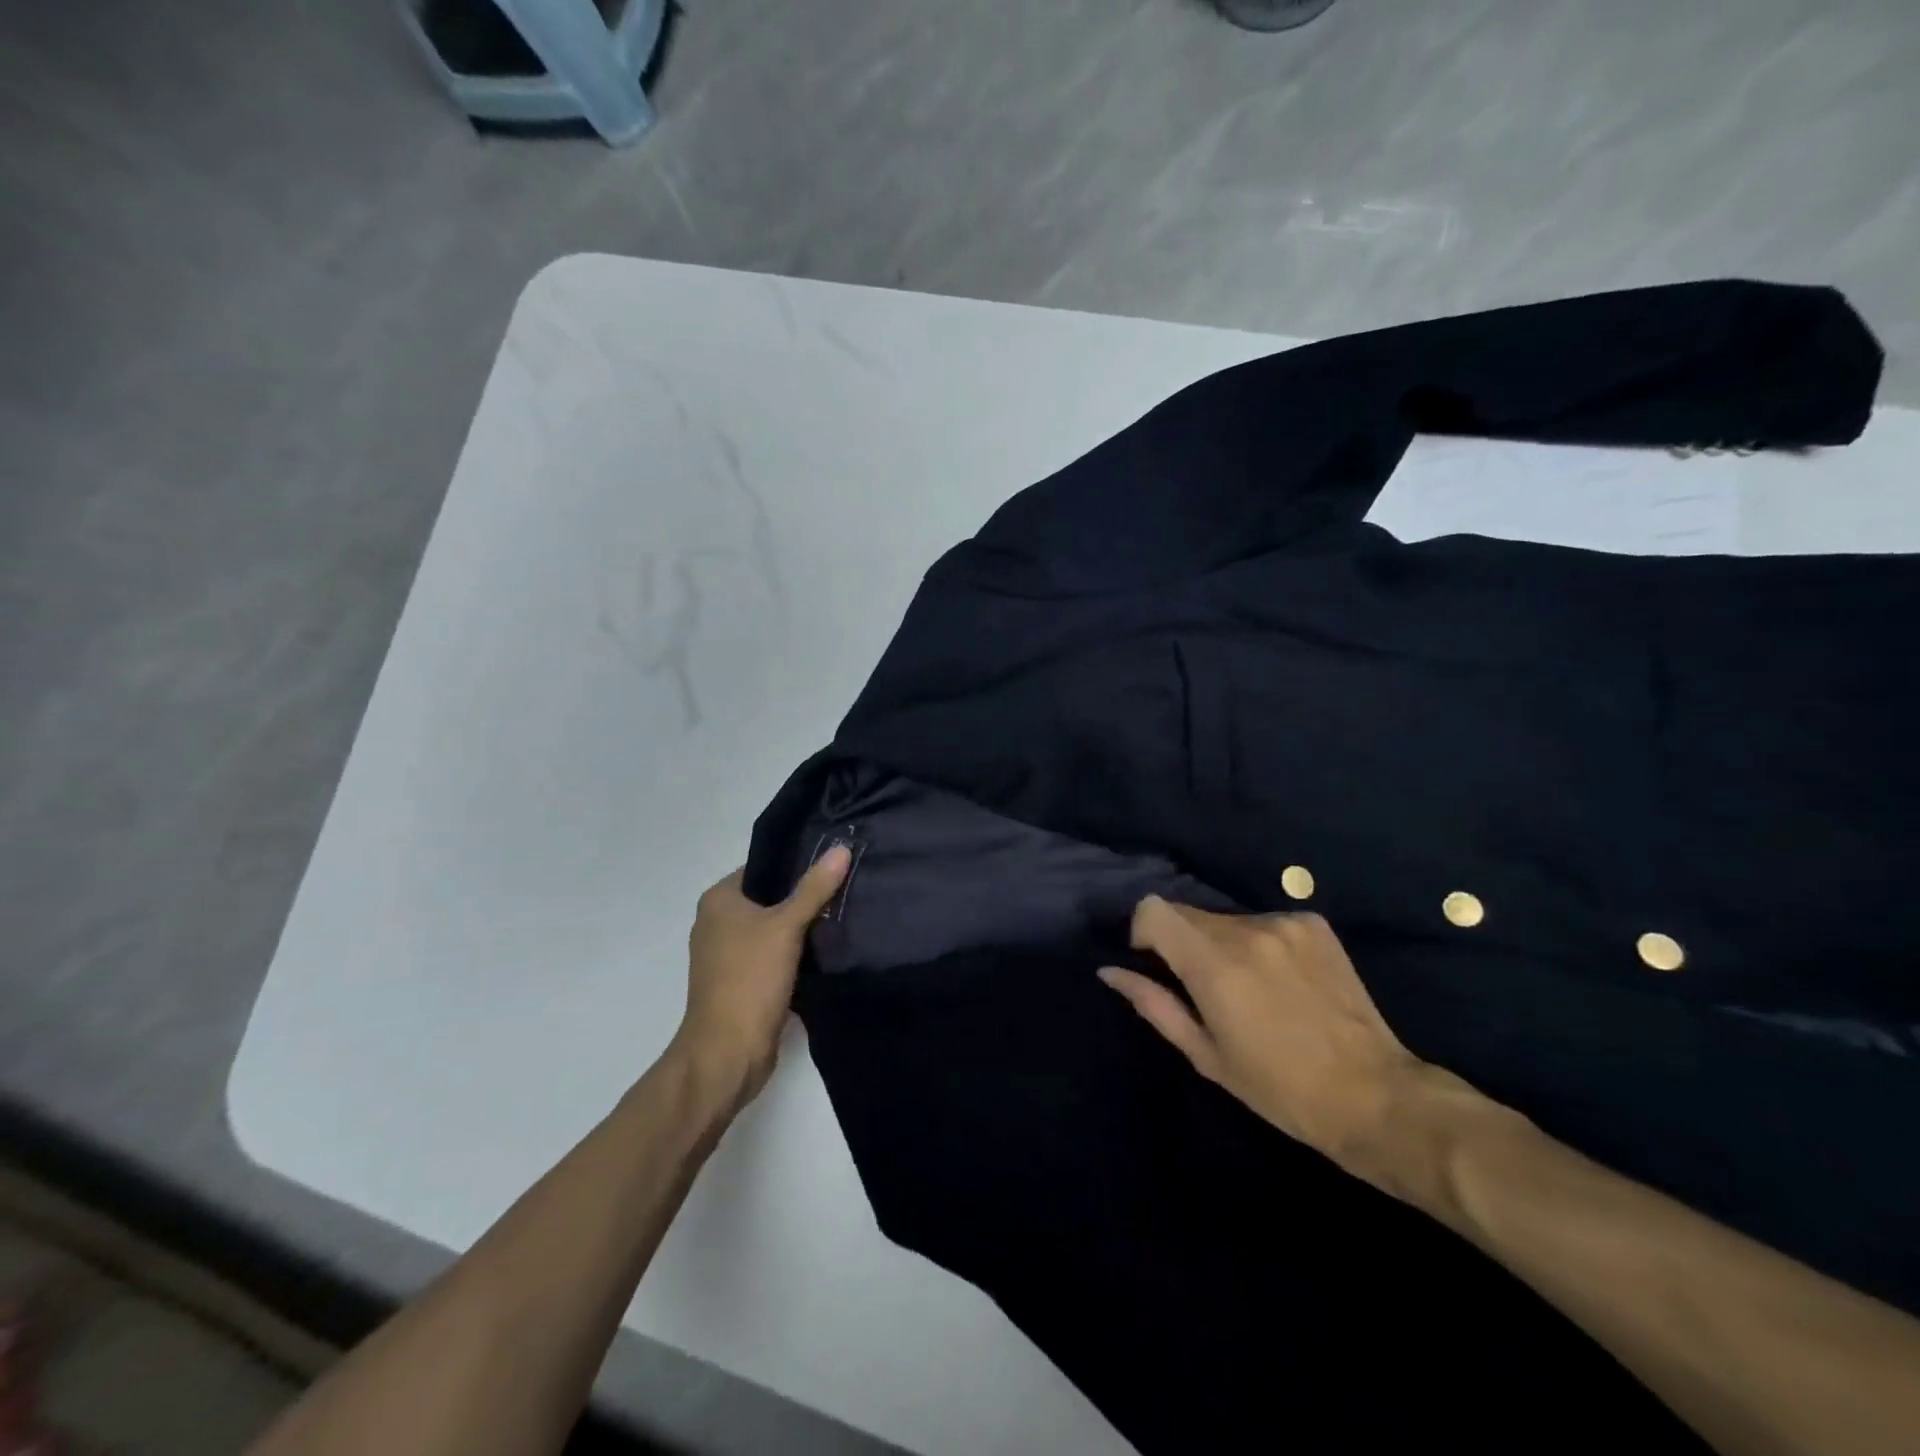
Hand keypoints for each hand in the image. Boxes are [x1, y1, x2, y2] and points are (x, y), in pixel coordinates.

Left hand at [674, 848, 850, 1105]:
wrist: (727, 1054)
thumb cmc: (749, 980)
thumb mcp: (785, 927)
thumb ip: (814, 888)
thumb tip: (841, 848)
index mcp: (719, 900)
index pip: (764, 866)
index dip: (798, 860)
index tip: (836, 858)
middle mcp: (718, 922)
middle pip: (771, 896)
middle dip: (806, 893)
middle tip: (849, 883)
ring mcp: (729, 954)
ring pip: (775, 927)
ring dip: (804, 924)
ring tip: (846, 910)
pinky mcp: (743, 981)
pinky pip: (775, 954)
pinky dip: (798, 950)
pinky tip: (830, 946)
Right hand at [1099, 899, 1428, 1181]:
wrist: (1374, 1096)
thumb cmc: (1279, 1089)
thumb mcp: (1206, 1056)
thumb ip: (1154, 1005)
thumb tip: (1110, 971)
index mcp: (1215, 965)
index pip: (1154, 909)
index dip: (1144, 931)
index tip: (1155, 963)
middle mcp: (1247, 930)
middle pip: (1188, 913)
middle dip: (1183, 943)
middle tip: (1206, 989)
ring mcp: (1285, 923)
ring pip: (1226, 919)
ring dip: (1222, 944)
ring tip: (1251, 990)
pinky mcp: (1314, 924)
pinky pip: (1264, 921)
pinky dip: (1260, 943)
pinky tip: (1283, 981)